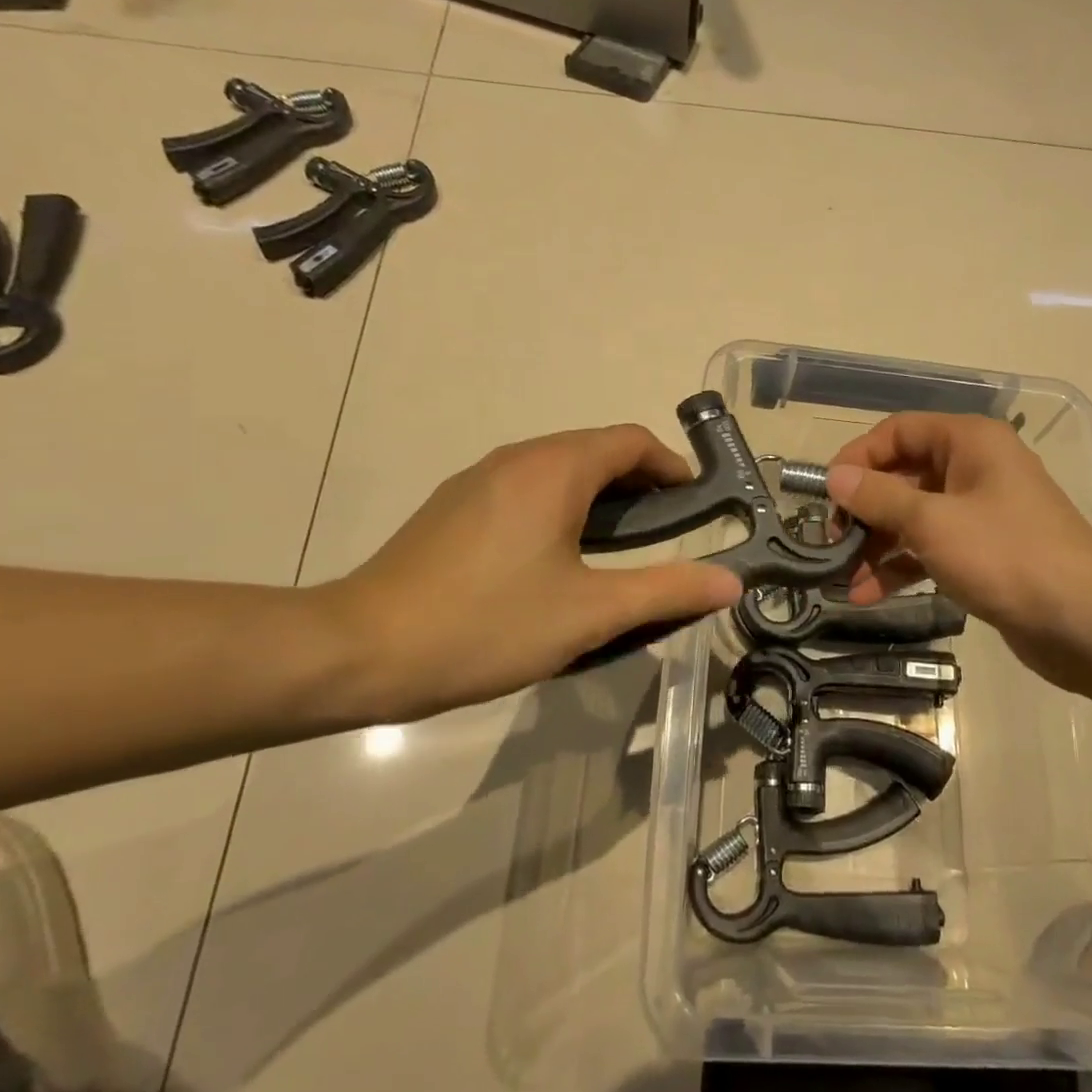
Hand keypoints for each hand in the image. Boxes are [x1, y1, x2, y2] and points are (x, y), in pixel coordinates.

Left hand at [320, 425, 742, 716]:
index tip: (696, 505)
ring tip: (619, 547)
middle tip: (666, 532)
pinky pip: (525, 488)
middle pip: (595, 449)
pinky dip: (561, 505)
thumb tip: (731, 581)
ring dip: (599, 494)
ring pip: (558, 468)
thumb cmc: (487, 625)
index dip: (671, 466)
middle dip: (639, 482)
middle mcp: (516, 459)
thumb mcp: (590, 614)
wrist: (360, 650)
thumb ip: (667, 591)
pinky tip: (556, 558)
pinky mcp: (453, 506)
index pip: (631, 441)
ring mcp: (478, 480)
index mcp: (554, 469)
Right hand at [826, 413, 1091, 687]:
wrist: (1086, 622)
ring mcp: (980, 513)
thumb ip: (878, 498)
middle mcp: (974, 469)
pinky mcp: (983, 553)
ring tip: (841, 576)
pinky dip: (900, 566)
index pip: (898, 431)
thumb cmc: (1007, 556)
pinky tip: (867, 594)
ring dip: (877, 544)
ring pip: (914, 516)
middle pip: (903, 475)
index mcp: (969, 442)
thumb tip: (835, 477)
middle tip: (831, 542)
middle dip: (864, 509)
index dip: (858, 457)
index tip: (826, 494)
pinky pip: (931, 548)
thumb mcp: (933, 522)